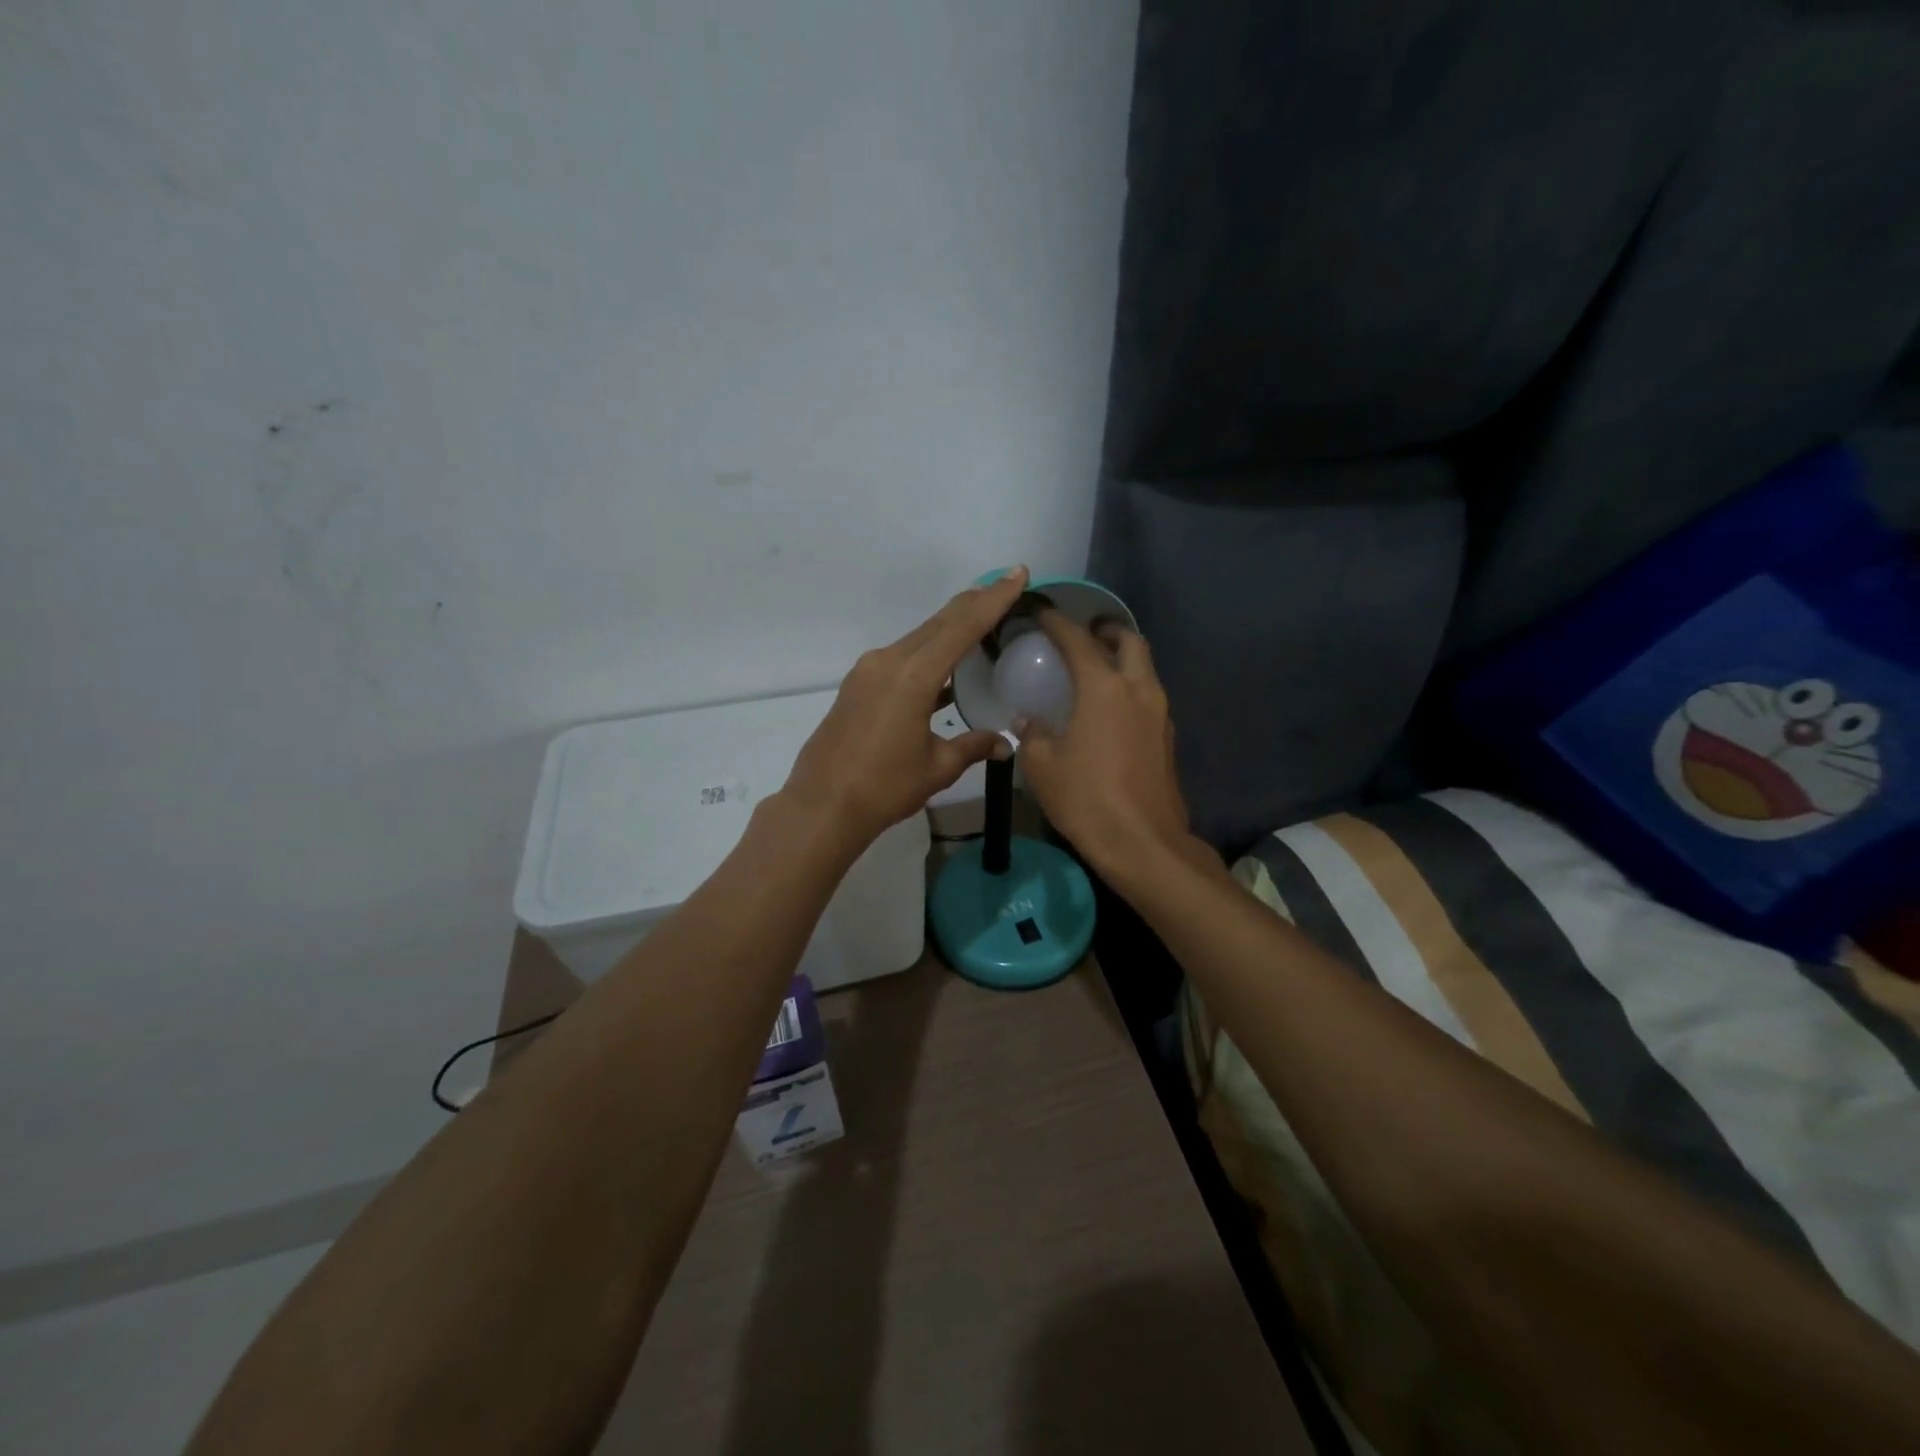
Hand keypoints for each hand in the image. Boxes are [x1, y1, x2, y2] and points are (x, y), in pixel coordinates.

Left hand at [783, 568, 1028, 844]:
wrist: (822, 805)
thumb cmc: (884, 788)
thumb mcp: (937, 767)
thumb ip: (972, 746)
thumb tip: (1003, 744)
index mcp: (913, 676)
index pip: (962, 626)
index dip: (993, 599)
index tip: (1017, 574)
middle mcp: (888, 661)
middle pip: (939, 622)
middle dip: (974, 602)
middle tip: (1006, 585)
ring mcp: (869, 671)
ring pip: (919, 637)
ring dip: (950, 626)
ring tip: (983, 618)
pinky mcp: (858, 684)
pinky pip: (902, 656)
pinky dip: (929, 651)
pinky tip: (946, 664)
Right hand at [1017, 611, 1198, 885]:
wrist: (1142, 843)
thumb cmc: (1086, 798)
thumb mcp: (1042, 766)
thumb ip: (1033, 734)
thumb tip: (1029, 721)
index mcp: (1104, 688)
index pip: (1078, 641)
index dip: (1058, 623)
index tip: (1043, 613)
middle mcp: (1138, 690)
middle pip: (1130, 642)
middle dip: (1107, 631)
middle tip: (1084, 635)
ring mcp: (1160, 714)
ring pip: (1145, 669)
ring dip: (1123, 660)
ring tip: (1095, 670)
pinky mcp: (1168, 739)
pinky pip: (1149, 697)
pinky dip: (1130, 689)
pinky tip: (1109, 709)